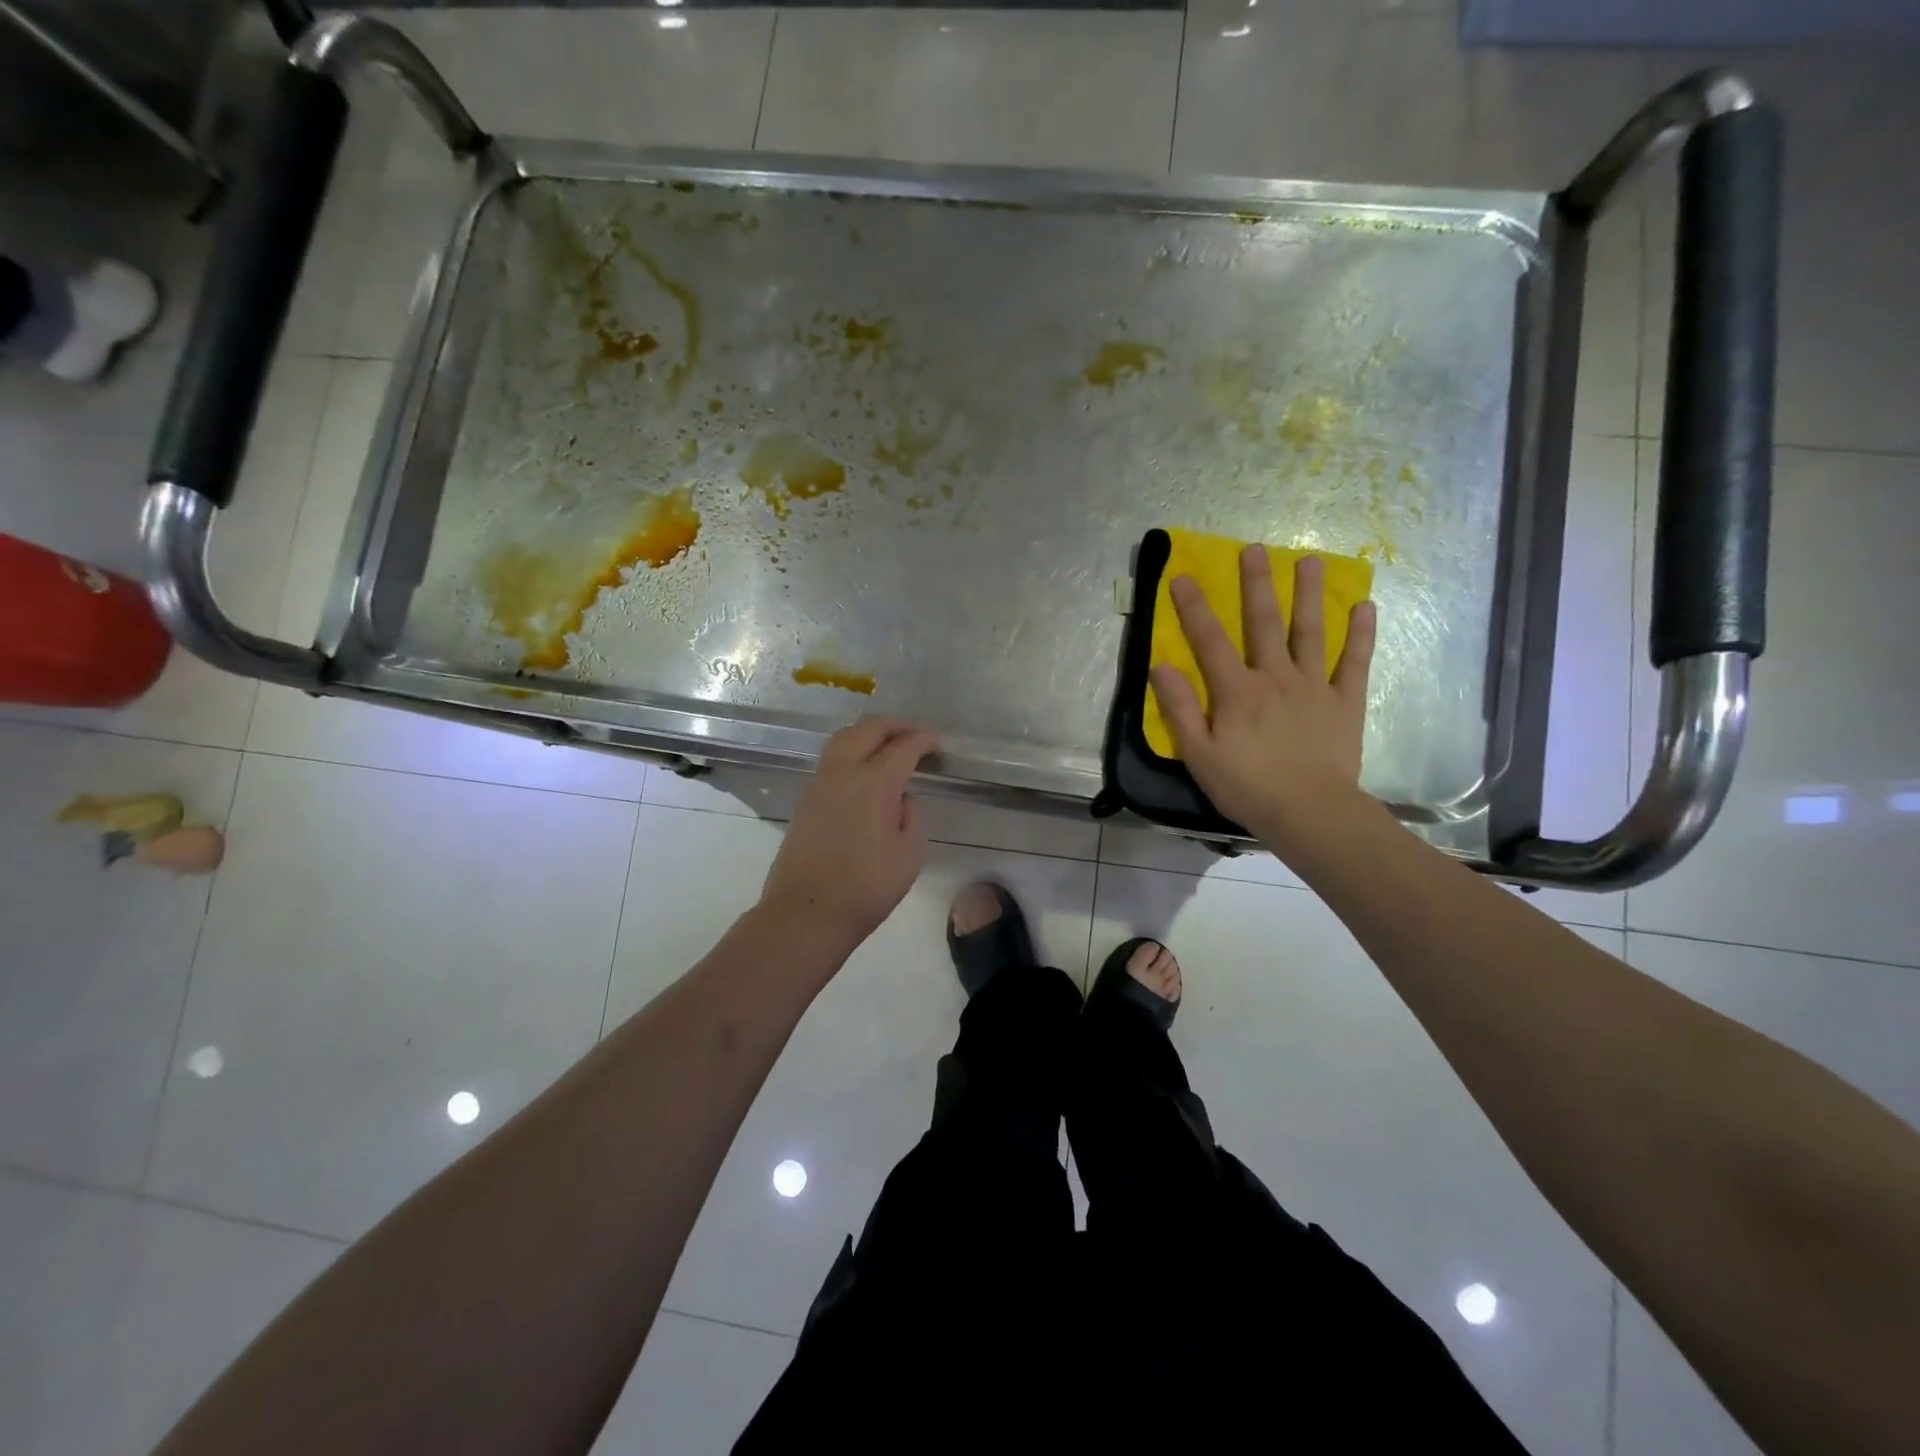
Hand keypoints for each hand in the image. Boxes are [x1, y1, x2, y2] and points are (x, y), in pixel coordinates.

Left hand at [760, 717, 938, 950]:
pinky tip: (864, 772)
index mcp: (875, 782)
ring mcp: (819, 784)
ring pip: (843, 740)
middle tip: (913, 734)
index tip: (936, 742)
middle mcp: (844, 772)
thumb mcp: (910, 854)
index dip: (923, 740)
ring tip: (887, 746)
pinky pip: (832, 761)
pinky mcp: (806, 800)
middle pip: (867, 730)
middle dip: (893, 726)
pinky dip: (851, 753)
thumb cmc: (867, 887)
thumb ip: (910, 816)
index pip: (903, 747)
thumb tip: (900, 798)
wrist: (806, 912)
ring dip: (868, 735)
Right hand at [1150, 547, 1376, 849]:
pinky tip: (1364, 607)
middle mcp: (1275, 676)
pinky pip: (1353, 662)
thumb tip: (1161, 666)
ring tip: (1310, 560)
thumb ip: (1179, 709)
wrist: (1310, 813)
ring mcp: (1314, 686)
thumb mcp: (1199, 754)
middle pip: (1264, 622)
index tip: (1184, 575)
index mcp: (1236, 690)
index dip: (1194, 607)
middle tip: (1254, 549)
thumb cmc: (1247, 787)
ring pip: (1311, 631)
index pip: (1209, 640)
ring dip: (1310, 594)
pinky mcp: (1345, 701)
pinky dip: (1359, 634)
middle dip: (1256, 584)